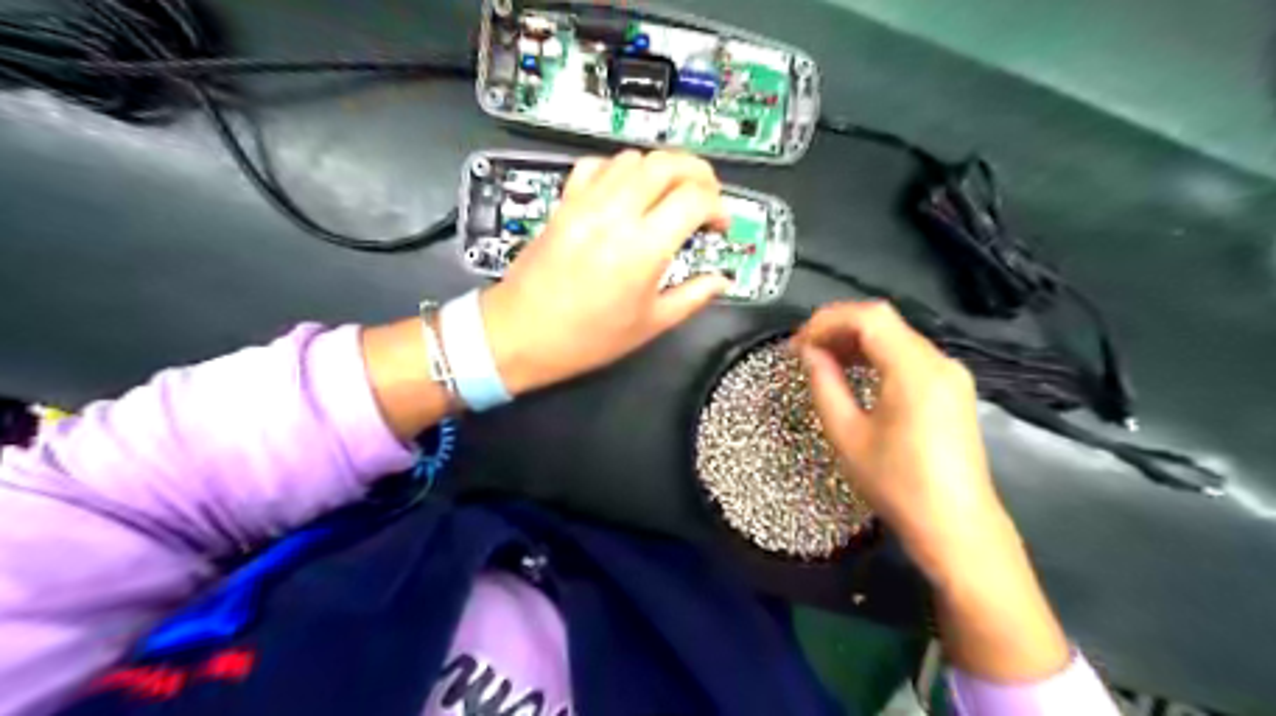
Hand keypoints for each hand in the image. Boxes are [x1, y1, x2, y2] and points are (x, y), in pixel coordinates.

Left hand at [481, 151, 726, 396]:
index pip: (695, 198)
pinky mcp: (564, 203)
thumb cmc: (586, 338)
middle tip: (706, 198)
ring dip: (660, 170)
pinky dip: (619, 170)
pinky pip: (596, 166)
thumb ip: (692, 297)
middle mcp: (616, 214)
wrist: (521, 333)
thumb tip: (720, 281)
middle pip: (668, 163)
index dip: (719, 206)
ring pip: (633, 158)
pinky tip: (625, 193)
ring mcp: (586, 203)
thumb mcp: (649, 325)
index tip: (720, 225)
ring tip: (669, 196)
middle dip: (698, 173)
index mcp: (643, 248)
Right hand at [789, 300, 1008, 579]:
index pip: (869, 317)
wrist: (956, 526)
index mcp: (915, 369)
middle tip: (803, 352)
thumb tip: (809, 352)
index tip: (797, 344)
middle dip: (838, 329)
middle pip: (884, 322)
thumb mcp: (847, 434)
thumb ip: (824, 384)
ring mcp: (950, 374)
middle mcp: (939, 361)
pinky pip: (909, 356)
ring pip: (896, 336)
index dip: (827, 321)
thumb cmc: (897, 484)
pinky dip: (877, 356)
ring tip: (822, 361)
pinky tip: (854, 373)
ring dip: (856, 341)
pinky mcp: (952, 389)